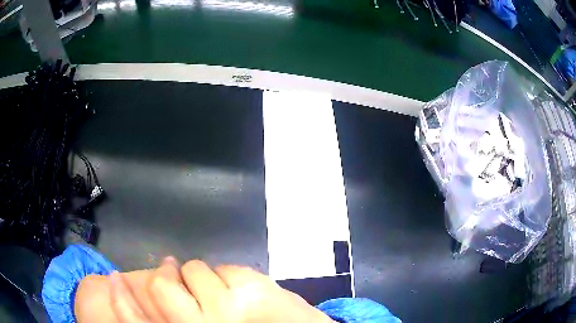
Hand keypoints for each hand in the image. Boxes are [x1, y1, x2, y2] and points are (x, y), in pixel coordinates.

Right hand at [75, 258, 333, 322]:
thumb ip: (186, 318)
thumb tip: (169, 294)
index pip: (141, 322)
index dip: (122, 302)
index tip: (113, 281)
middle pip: (161, 286)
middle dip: (167, 276)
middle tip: (175, 273)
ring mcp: (229, 306)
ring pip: (194, 269)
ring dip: (204, 276)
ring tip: (222, 291)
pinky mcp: (256, 288)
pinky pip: (226, 267)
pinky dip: (229, 274)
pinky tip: (244, 290)